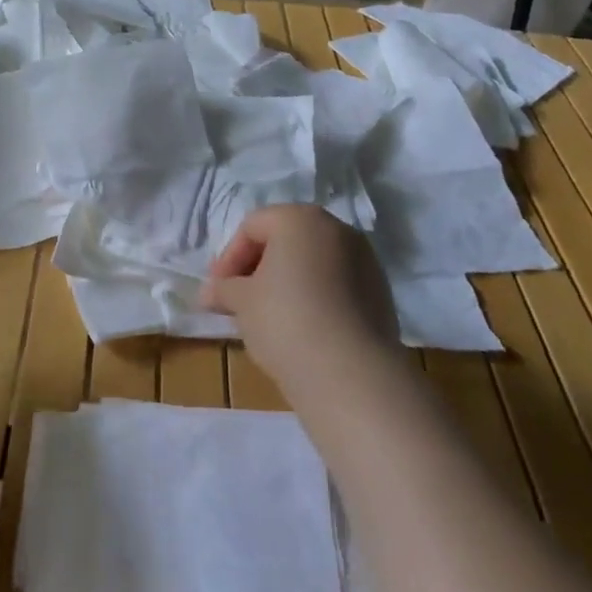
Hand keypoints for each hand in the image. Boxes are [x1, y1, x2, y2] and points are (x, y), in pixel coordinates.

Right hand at [200, 205, 398, 402]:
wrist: (350, 372)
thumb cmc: (284, 320)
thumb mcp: (241, 301)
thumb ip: (223, 289)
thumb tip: (210, 294)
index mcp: (299, 219)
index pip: (252, 227)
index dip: (229, 257)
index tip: (217, 291)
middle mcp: (336, 229)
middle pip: (286, 240)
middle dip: (258, 267)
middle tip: (239, 299)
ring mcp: (365, 260)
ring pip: (314, 262)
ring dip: (287, 281)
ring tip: (269, 316)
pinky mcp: (381, 293)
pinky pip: (337, 285)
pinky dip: (315, 296)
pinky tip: (301, 327)